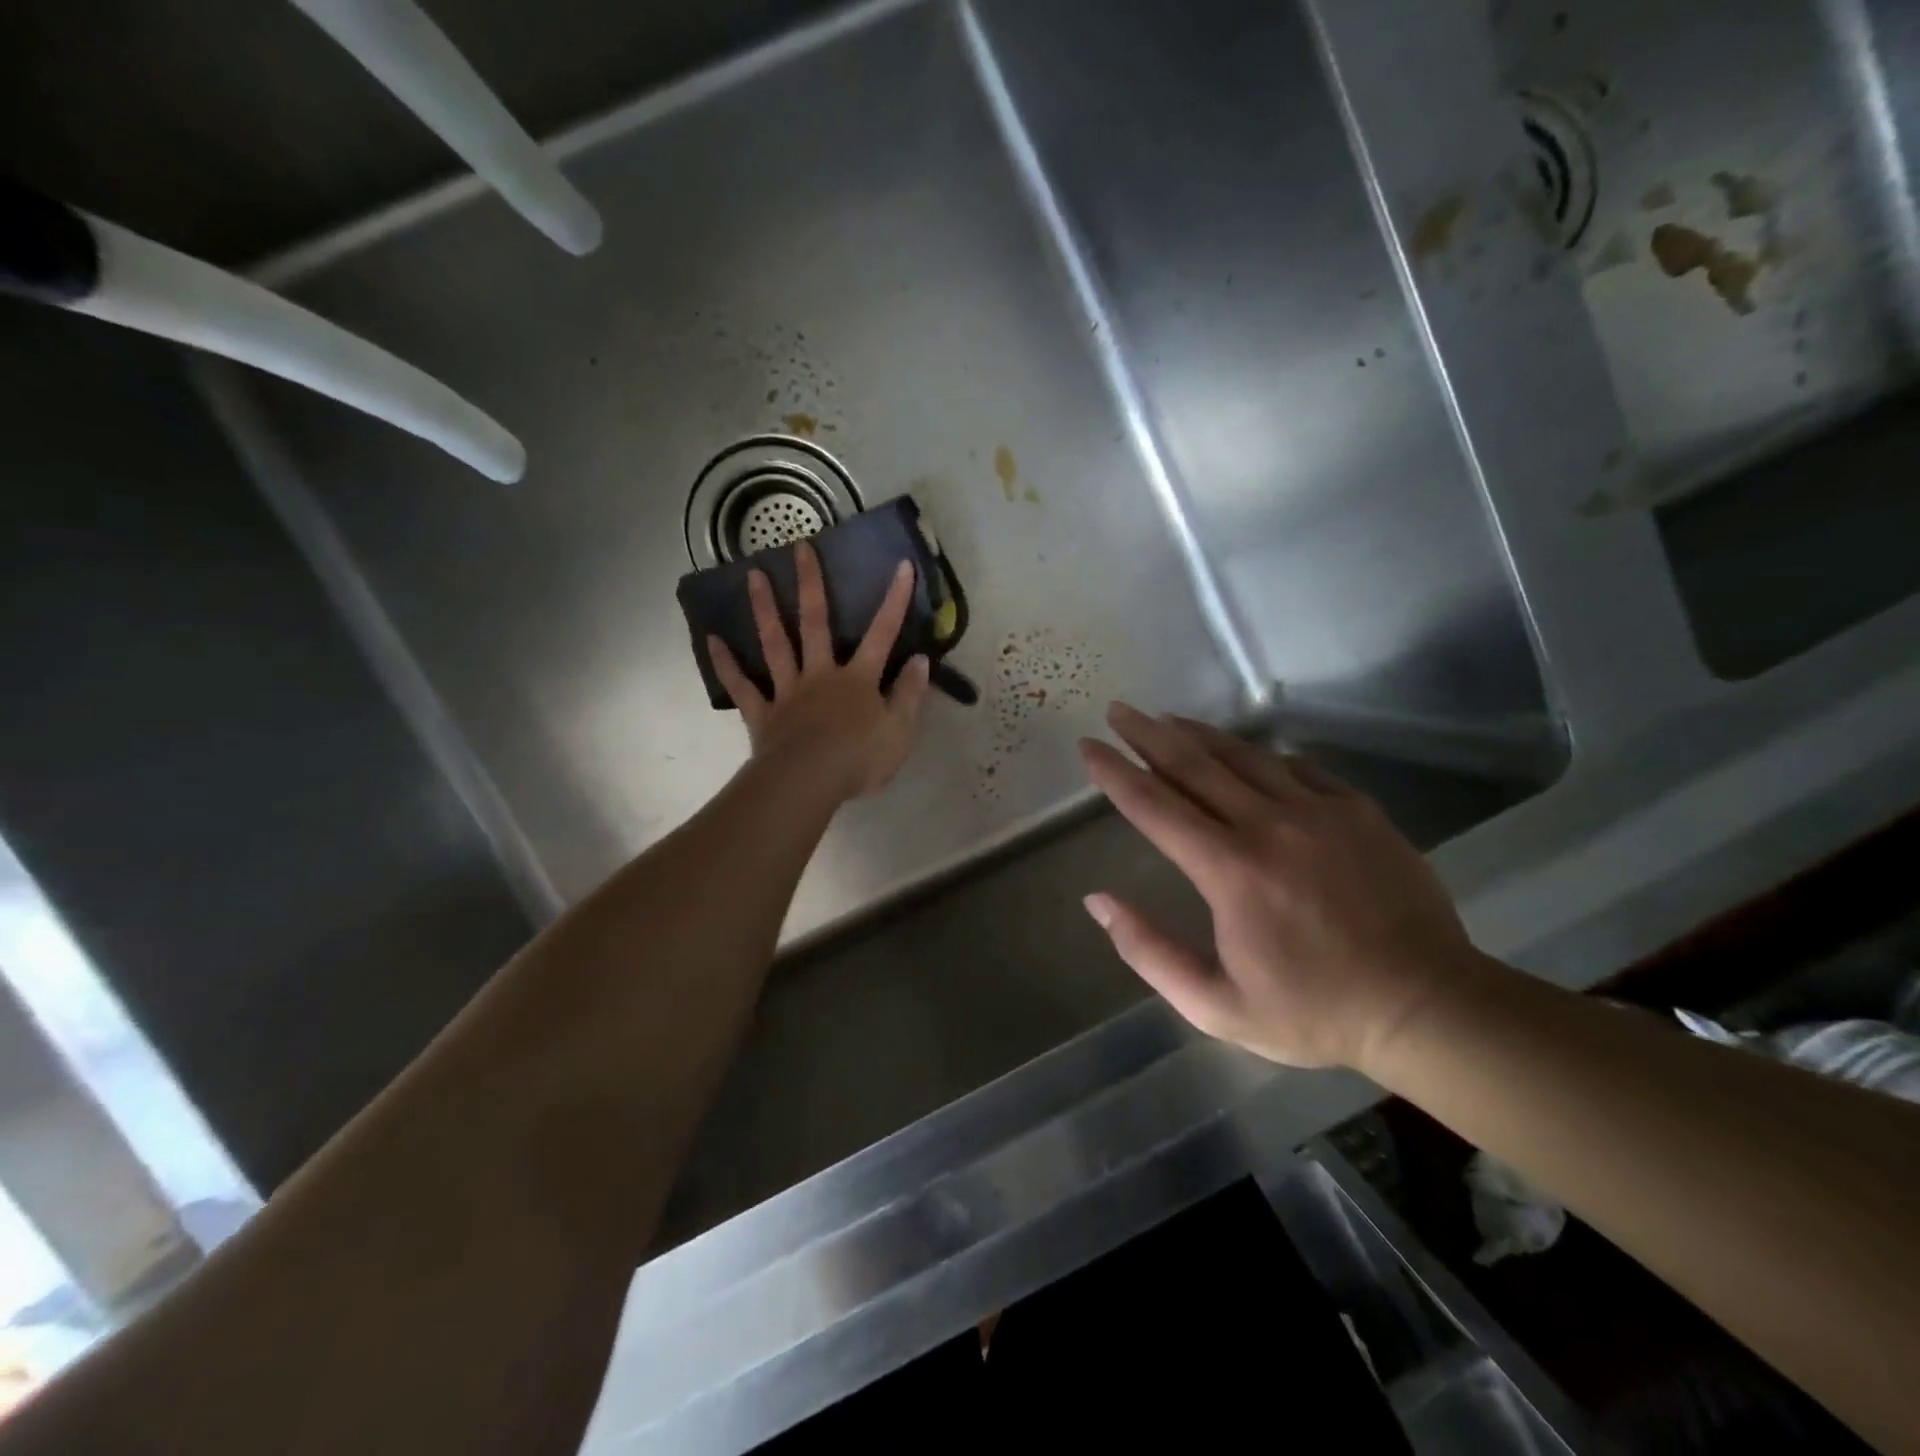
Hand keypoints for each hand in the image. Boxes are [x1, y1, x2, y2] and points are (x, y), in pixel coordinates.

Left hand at [708, 540, 932, 800]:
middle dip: (811, 584)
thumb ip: (910, 694)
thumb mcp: (900, 731)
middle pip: (816, 623)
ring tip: (753, 575)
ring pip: (775, 643)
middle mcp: (821, 674)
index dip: (894, 601)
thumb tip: (921, 660)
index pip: (883, 634)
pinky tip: (713, 640)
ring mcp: (788, 691)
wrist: (809, 782)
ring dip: (765, 608)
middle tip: (800, 547)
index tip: (901, 566)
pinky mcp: (763, 713)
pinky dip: (727, 664)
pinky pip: (742, 686)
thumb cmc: (859, 759)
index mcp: (858, 679)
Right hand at [1079, 705, 1484, 1071]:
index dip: (1116, 773)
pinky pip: (1295, 766)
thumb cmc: (1314, 1011)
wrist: (1427, 1006)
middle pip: (1193, 765)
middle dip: (1147, 733)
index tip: (1088, 747)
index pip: (1155, 806)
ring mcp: (1318, 810)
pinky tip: (1244, 752)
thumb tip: (1098, 901)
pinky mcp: (1356, 809)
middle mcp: (1269, 826)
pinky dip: (1258, 754)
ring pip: (1243, 756)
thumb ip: (1149, 952)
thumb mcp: (1216, 1006)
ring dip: (1198, 734)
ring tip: (1166, 718)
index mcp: (1230, 871)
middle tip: (1118, 710)